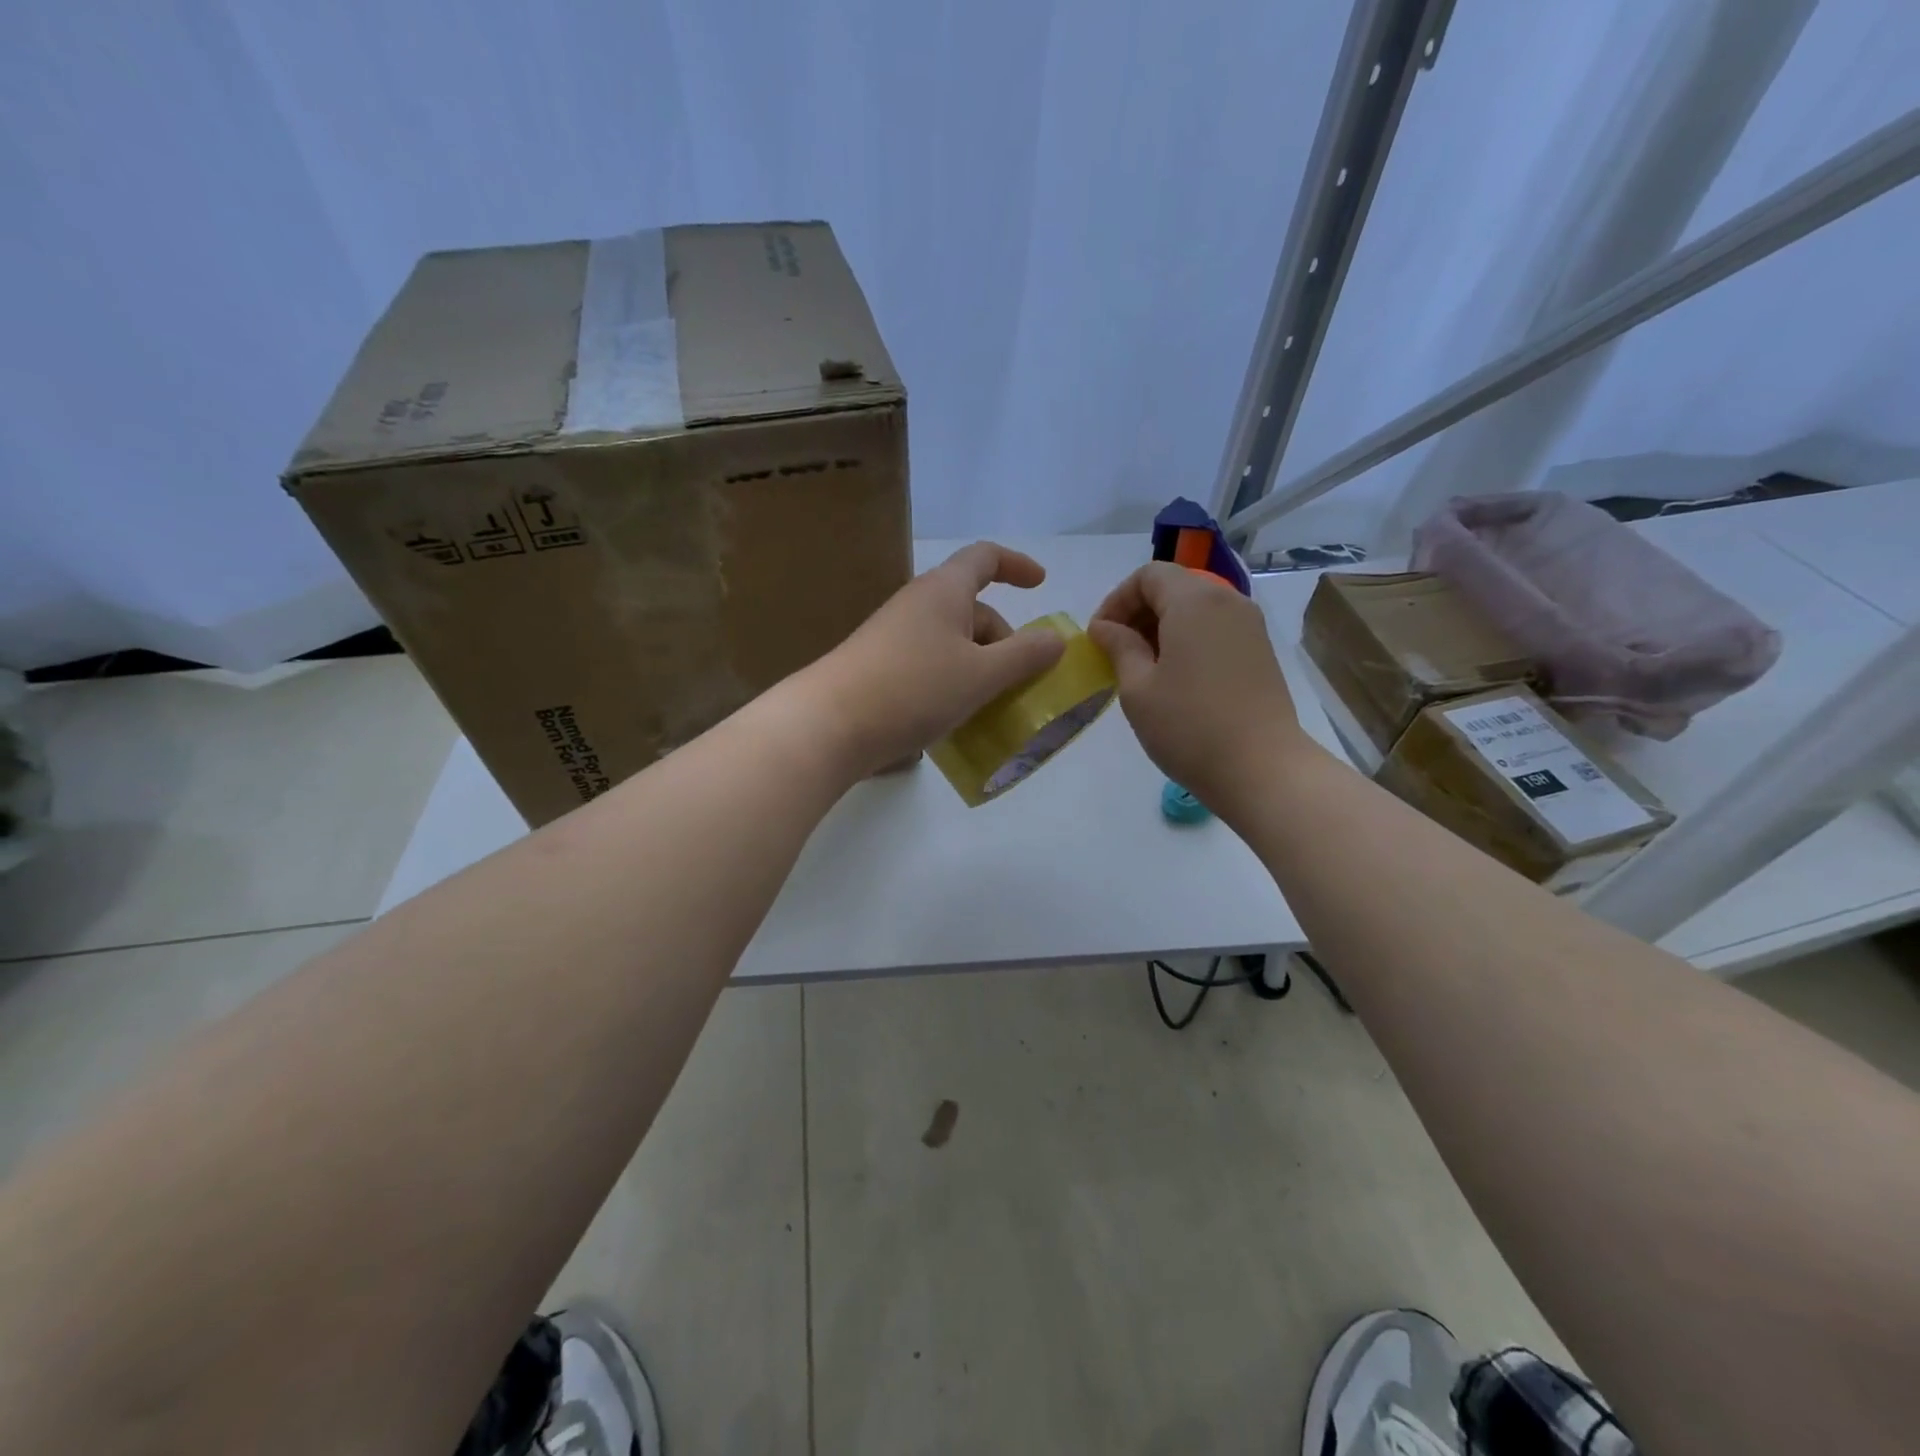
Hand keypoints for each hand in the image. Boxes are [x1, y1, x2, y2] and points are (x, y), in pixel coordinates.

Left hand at [803, 542, 1066, 776]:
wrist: (829, 725)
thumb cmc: (914, 688)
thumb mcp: (982, 674)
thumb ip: (1025, 655)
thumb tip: (1055, 639)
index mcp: (944, 591)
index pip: (984, 558)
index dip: (1016, 565)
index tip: (1041, 584)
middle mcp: (918, 606)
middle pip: (973, 609)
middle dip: (1004, 640)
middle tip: (1021, 683)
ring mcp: (895, 638)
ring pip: (952, 643)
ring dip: (980, 668)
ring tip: (993, 708)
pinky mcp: (880, 669)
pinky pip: (930, 666)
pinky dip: (953, 684)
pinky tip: (957, 719)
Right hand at [1089, 563, 1312, 814]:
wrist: (1262, 769)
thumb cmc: (1189, 726)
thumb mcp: (1138, 688)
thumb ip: (1119, 647)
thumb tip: (1105, 627)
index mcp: (1194, 601)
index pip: (1148, 575)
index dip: (1116, 600)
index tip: (1100, 637)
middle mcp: (1227, 601)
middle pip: (1174, 586)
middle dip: (1138, 611)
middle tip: (1115, 652)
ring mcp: (1250, 625)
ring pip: (1196, 607)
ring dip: (1162, 627)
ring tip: (1142, 667)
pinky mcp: (1260, 650)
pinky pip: (1215, 628)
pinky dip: (1188, 639)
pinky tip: (1175, 677)